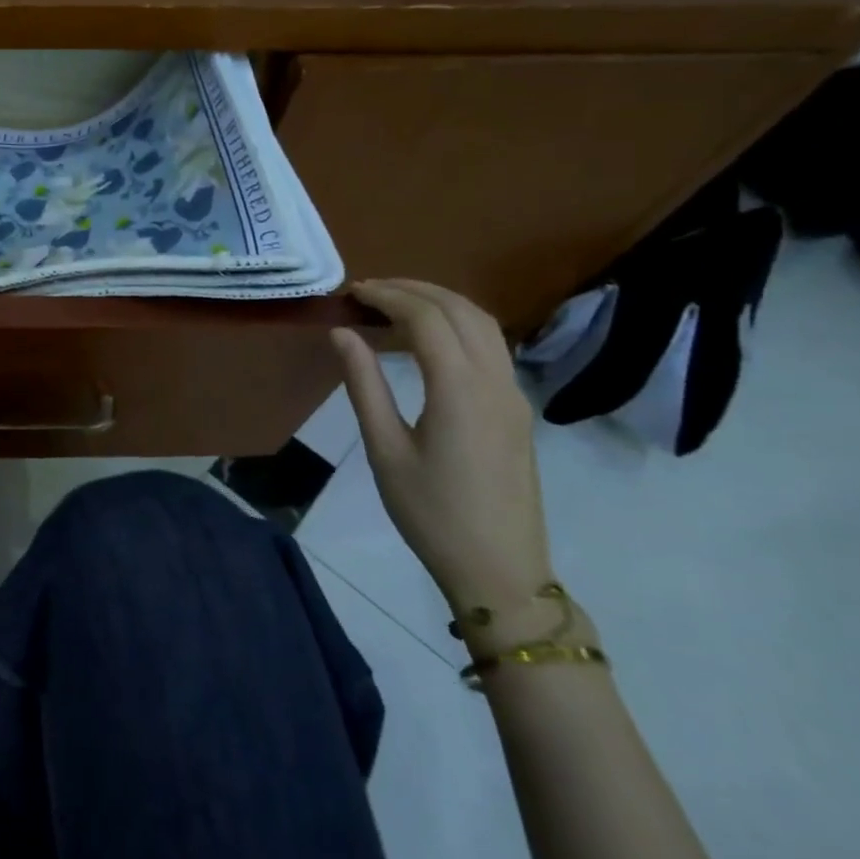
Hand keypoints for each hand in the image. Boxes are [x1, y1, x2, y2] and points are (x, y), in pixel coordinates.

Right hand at [329, 280, 553, 616]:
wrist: (499, 569)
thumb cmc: (430, 512)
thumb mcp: (384, 449)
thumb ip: (363, 384)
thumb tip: (342, 333)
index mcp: (460, 390)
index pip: (427, 318)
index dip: (388, 296)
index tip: (352, 292)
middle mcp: (496, 382)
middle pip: (461, 310)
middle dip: (415, 289)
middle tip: (369, 290)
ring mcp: (514, 395)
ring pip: (484, 325)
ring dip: (441, 303)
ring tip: (395, 305)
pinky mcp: (517, 410)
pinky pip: (491, 347)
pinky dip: (457, 326)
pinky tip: (426, 340)